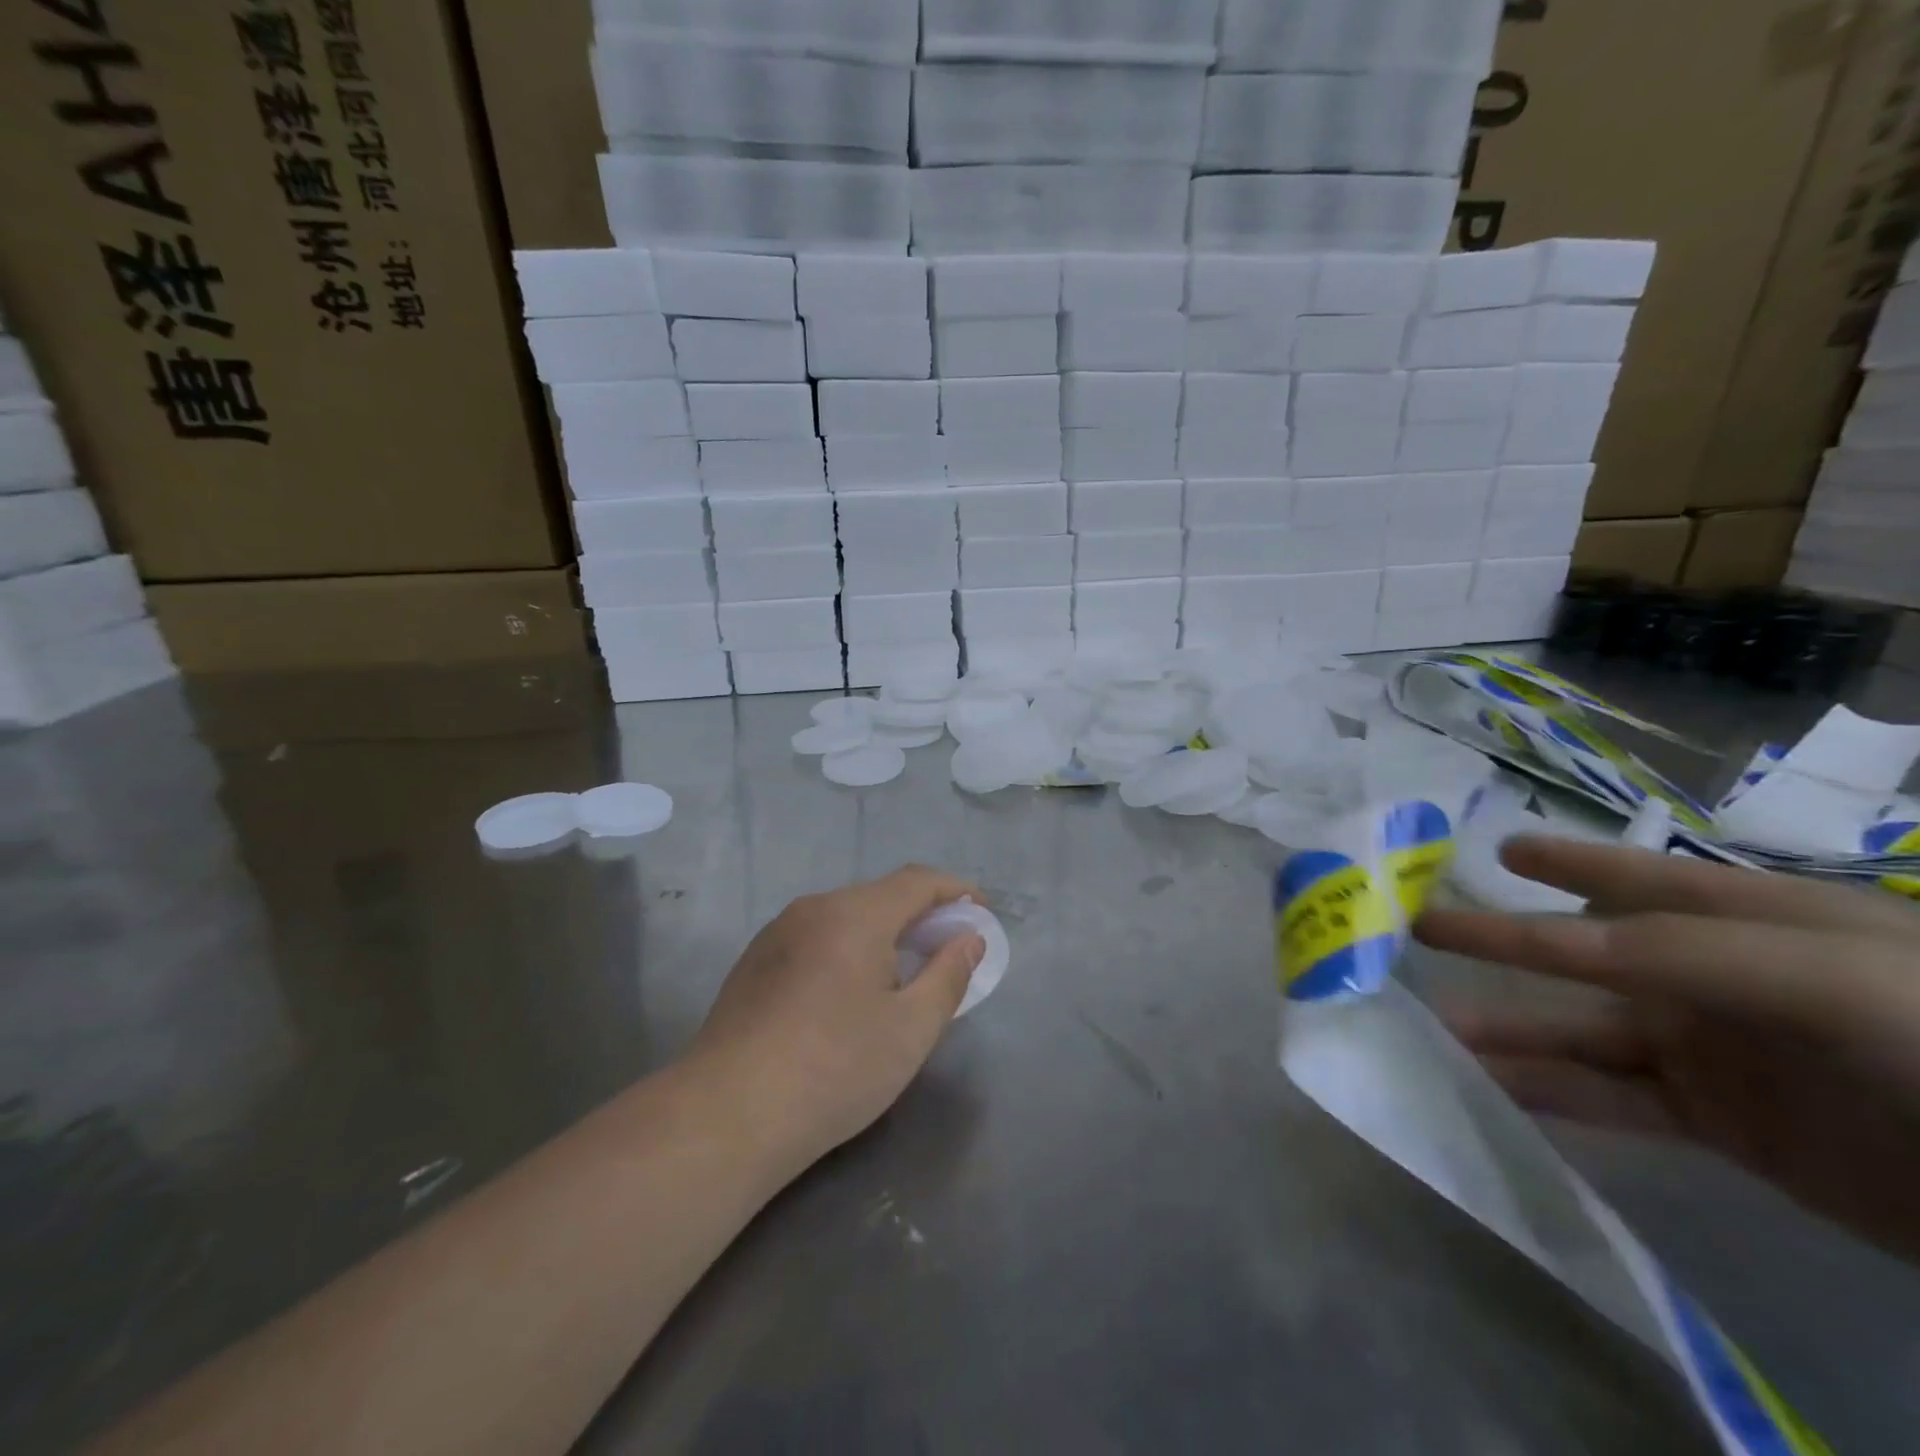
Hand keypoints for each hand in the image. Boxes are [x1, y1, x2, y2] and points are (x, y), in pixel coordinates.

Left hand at [690, 866, 984, 1172]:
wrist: (728, 1114)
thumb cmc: (835, 1069)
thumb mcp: (911, 1029)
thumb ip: (948, 975)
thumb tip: (968, 939)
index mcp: (855, 914)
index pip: (917, 881)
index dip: (955, 890)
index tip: (980, 913)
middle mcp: (813, 908)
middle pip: (879, 895)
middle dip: (920, 914)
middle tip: (946, 950)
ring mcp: (776, 933)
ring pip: (844, 916)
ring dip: (882, 932)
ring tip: (902, 974)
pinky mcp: (754, 962)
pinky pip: (815, 937)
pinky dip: (847, 947)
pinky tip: (848, 993)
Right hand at [1416, 836, 1919, 1263]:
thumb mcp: (1819, 973)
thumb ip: (1672, 948)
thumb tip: (1545, 941)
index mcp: (1753, 924)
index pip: (1639, 882)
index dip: (1568, 863)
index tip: (1500, 853)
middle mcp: (1720, 980)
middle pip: (1588, 955)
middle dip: (1506, 941)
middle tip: (1422, 927)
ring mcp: (1716, 1053)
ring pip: (1584, 1031)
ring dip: (1509, 1027)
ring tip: (1436, 1024)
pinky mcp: (1719, 1122)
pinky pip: (1610, 1098)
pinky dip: (1546, 1090)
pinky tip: (1489, 1083)